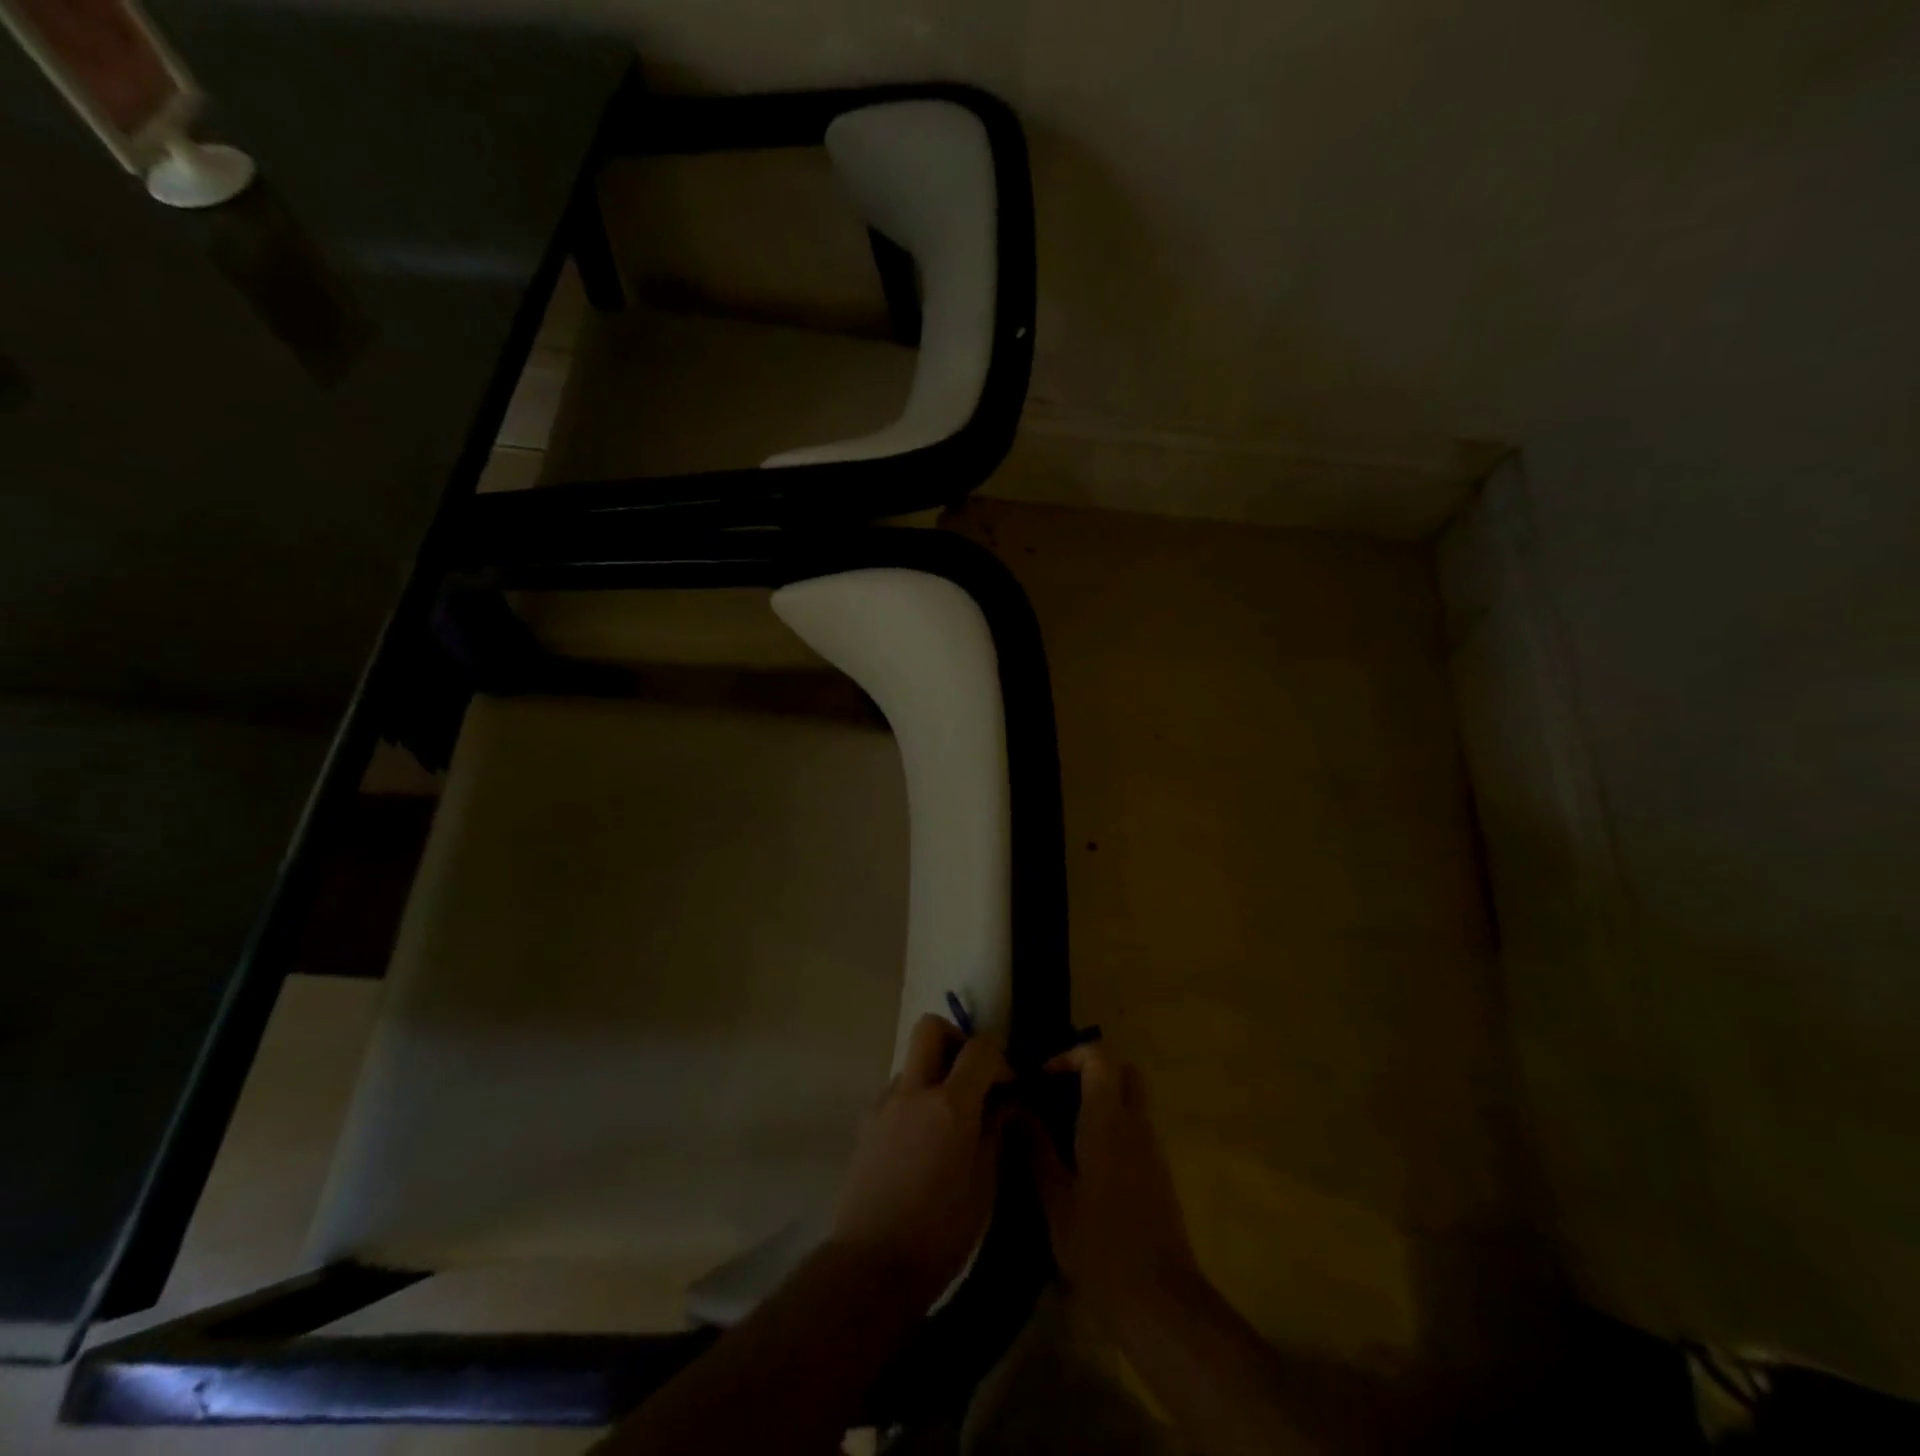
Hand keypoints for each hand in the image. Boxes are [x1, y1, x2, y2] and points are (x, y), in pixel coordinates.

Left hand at [832, 1014, 1013, 1307]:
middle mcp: (914, 1091)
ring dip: (933, 1072)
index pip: (980, 1048)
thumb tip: (1004, 1103)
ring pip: (911, 1061)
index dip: (1000, 1057)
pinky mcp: (866, 1123)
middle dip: (956, 1039)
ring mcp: (885, 1104)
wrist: (871, 1264)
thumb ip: (995, 1132)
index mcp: (950, 1105)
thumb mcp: (984, 1185)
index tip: (1009, 1085)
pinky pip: (896, 1092)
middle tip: (971, 1074)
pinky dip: (914, 1099)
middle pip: (930, 1028)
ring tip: (947, 1117)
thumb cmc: (941, 1232)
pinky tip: (922, 1140)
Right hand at [1028, 1043, 1200, 1320]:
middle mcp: (1136, 1124)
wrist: (1161, 1301)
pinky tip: (1085, 1162)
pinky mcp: (1160, 1174)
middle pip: (1123, 1071)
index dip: (1069, 1056)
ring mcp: (1152, 1149)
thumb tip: (1016, 1109)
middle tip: (1057, 1094)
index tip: (1041, 1079)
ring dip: (1102, 1100)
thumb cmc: (1100, 1247)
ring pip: (1132, 1100)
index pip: (1098, 1057)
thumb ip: (1035, 1148)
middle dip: (1092, 1071)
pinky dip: (1112, 1127)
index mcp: (1108, 1120)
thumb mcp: (1055, 1199)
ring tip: (1063, 1129)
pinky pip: (1136, 1129)